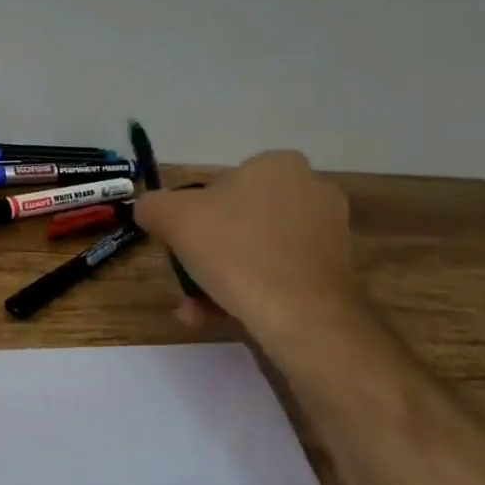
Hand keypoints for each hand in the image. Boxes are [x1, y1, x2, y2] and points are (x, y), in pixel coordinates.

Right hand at [130, 150, 358, 337]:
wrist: (305, 319)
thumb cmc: (237, 251)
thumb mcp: (173, 218)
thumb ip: (152, 205)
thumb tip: (149, 210)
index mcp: (278, 165)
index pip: (220, 183)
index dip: (192, 213)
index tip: (179, 241)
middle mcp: (311, 191)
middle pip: (237, 220)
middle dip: (206, 251)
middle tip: (184, 276)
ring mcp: (329, 235)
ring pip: (255, 252)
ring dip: (220, 278)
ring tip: (195, 310)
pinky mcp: (336, 275)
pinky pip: (278, 277)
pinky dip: (248, 294)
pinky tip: (218, 318)